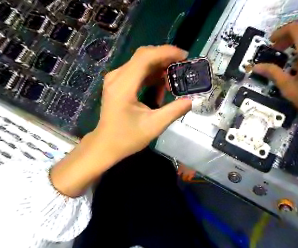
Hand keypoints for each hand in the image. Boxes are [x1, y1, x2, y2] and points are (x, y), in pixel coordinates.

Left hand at [96, 44, 192, 159]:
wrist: (106, 145)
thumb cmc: (127, 138)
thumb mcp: (154, 126)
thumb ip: (174, 111)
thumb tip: (191, 100)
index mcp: (123, 86)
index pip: (145, 57)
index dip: (166, 52)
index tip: (185, 57)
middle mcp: (116, 77)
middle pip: (143, 56)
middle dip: (165, 58)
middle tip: (183, 67)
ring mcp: (115, 79)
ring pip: (140, 62)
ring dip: (159, 67)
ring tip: (174, 79)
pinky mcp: (117, 83)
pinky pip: (137, 71)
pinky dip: (151, 75)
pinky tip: (161, 86)